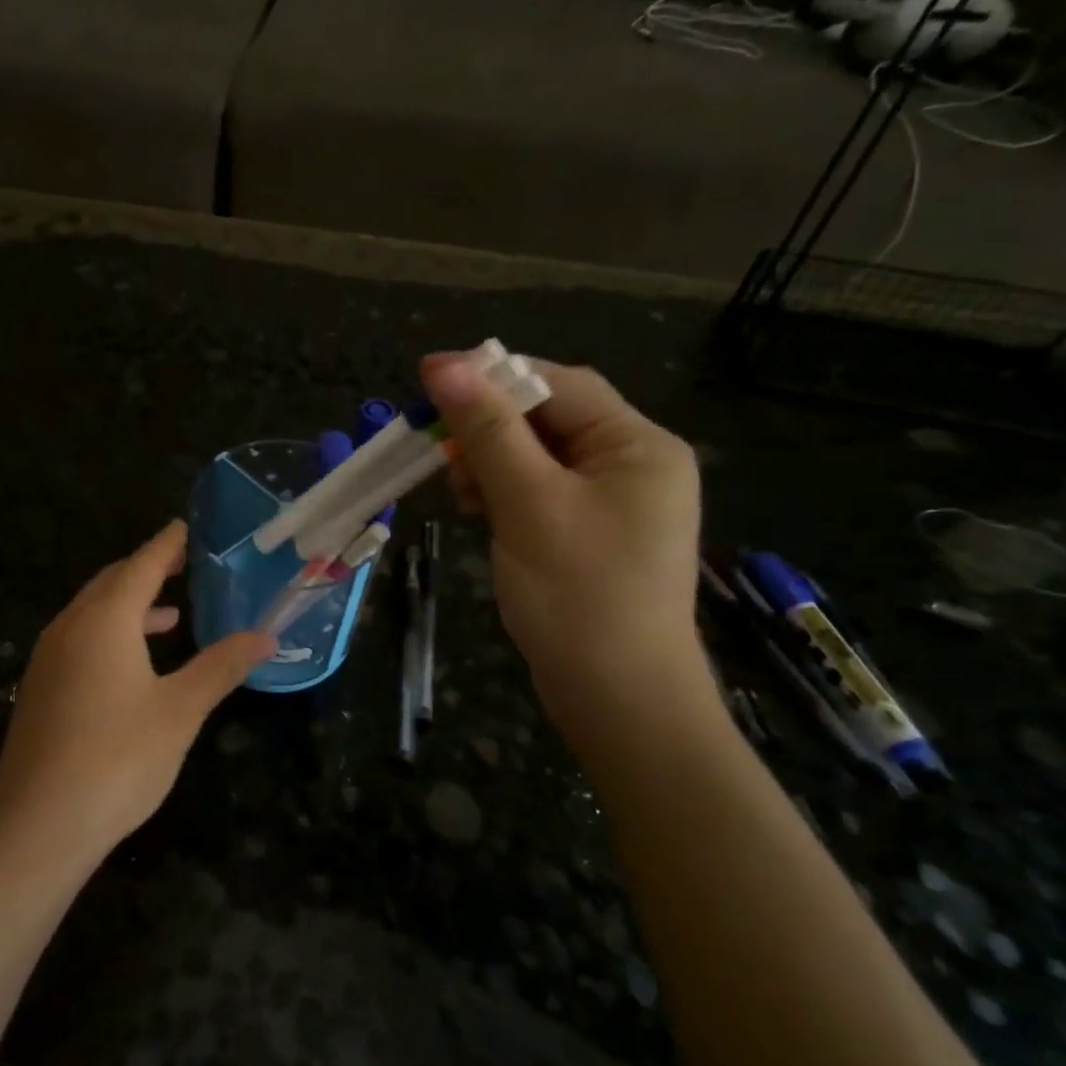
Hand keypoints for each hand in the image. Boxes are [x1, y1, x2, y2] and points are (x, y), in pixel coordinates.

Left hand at [0, 521, 275, 861]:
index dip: (166, 545)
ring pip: (92, 612)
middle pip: (112, 582)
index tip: (185, 527)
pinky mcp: (41, 687)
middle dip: (147, 570)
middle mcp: (71, 627)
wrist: (38, 824)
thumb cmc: (118, 758)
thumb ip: (222, 666)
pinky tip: (132, 663)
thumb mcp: (181, 710)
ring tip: (170, 614)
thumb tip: (266, 636)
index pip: (142, 566)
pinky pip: (80, 638)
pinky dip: (111, 633)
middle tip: (183, 564)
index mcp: (105, 620)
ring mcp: (49, 657)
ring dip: (129, 605)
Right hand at [421, 354, 703, 725]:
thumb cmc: (579, 594)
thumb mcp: (528, 503)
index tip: (427, 376)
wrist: (618, 699)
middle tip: (437, 446)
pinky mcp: (590, 534)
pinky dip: (504, 492)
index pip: (558, 384)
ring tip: (459, 490)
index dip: (491, 375)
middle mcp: (633, 464)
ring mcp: (613, 502)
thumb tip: (445, 366)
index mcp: (637, 445)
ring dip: (491, 461)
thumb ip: (487, 431)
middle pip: (548, 419)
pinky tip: (478, 509)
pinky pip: (540, 492)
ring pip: (538, 456)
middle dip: (488, 427)